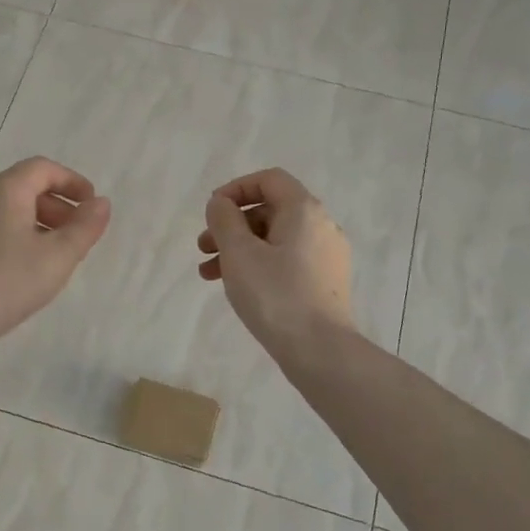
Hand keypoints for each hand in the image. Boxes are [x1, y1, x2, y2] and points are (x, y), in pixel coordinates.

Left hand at [0, 157, 110, 340]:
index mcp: (5, 190)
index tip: (92, 207)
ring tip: (58, 256)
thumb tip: (101, 203)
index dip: (73, 182)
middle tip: (79, 234)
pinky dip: (20, 238)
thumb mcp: (59, 255)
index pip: (43, 169)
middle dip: (58, 205)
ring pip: (10, 211)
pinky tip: (29, 270)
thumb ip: (85, 227)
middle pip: (25, 187)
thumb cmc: (9, 281)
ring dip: (40, 224)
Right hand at [197, 168, 353, 356]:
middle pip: (270, 210)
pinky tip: (238, 288)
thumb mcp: (239, 252)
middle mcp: (321, 226)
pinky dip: (259, 265)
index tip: (212, 212)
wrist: (320, 350)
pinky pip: (287, 260)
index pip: (269, 180)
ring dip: (239, 249)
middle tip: (203, 247)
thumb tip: (222, 204)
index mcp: (304, 210)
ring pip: (275, 239)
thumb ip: (224, 220)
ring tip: (209, 274)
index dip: (236, 189)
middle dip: (231, 225)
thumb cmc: (275, 295)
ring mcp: (327, 256)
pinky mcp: (326, 282)